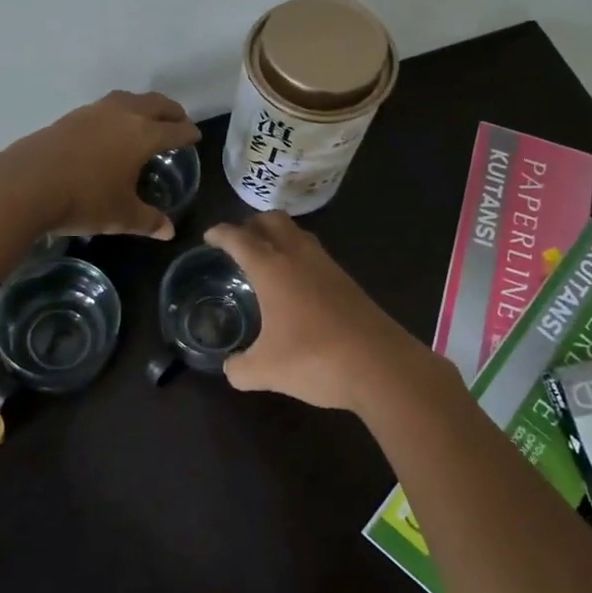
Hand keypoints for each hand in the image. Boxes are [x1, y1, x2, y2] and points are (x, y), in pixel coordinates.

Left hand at [0, 91, 200, 239]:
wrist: (26, 184)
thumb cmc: (83, 200)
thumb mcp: (121, 216)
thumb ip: (148, 220)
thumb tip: (169, 231)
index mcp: (143, 135)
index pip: (175, 130)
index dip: (188, 133)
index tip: (195, 137)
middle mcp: (122, 115)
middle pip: (155, 104)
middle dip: (170, 111)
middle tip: (178, 120)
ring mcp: (93, 112)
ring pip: (128, 99)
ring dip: (142, 105)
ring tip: (145, 118)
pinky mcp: (70, 117)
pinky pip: (104, 107)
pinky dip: (117, 112)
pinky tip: (109, 129)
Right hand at [204, 212, 436, 412]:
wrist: (381, 366)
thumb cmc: (315, 359)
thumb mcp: (265, 371)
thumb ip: (239, 368)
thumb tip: (230, 368)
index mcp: (272, 268)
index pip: (240, 238)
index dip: (221, 234)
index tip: (210, 236)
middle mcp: (300, 257)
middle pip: (273, 221)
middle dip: (252, 224)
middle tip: (238, 241)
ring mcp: (328, 267)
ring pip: (299, 235)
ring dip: (279, 237)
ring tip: (265, 258)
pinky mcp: (348, 283)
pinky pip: (315, 255)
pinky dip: (298, 256)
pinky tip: (296, 285)